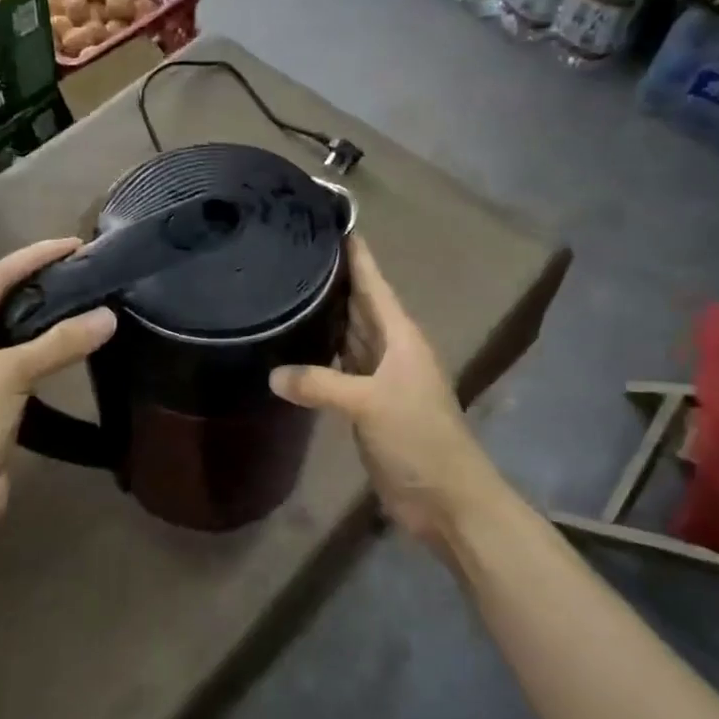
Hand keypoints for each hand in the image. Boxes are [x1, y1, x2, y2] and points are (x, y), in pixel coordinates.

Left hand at [0, 238, 115, 534]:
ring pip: (6, 333)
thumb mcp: (12, 375)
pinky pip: (13, 360)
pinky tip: (64, 341)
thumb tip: (109, 317)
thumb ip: (60, 343)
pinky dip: (38, 348)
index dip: (31, 258)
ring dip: (38, 317)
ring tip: (76, 296)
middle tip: (77, 267)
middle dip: (34, 282)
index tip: (71, 244)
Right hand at [270, 238, 493, 547]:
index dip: (353, 251)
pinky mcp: (365, 404)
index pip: (371, 281)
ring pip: (345, 335)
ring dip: (321, 316)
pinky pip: (337, 369)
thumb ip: (321, 384)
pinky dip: (317, 357)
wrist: (446, 499)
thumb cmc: (419, 438)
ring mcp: (377, 376)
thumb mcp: (370, 404)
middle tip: (285, 251)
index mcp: (399, 335)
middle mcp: (388, 347)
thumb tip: (272, 374)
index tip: (325, 219)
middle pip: (355, 304)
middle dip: (328, 278)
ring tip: (281, 288)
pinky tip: (291, 347)